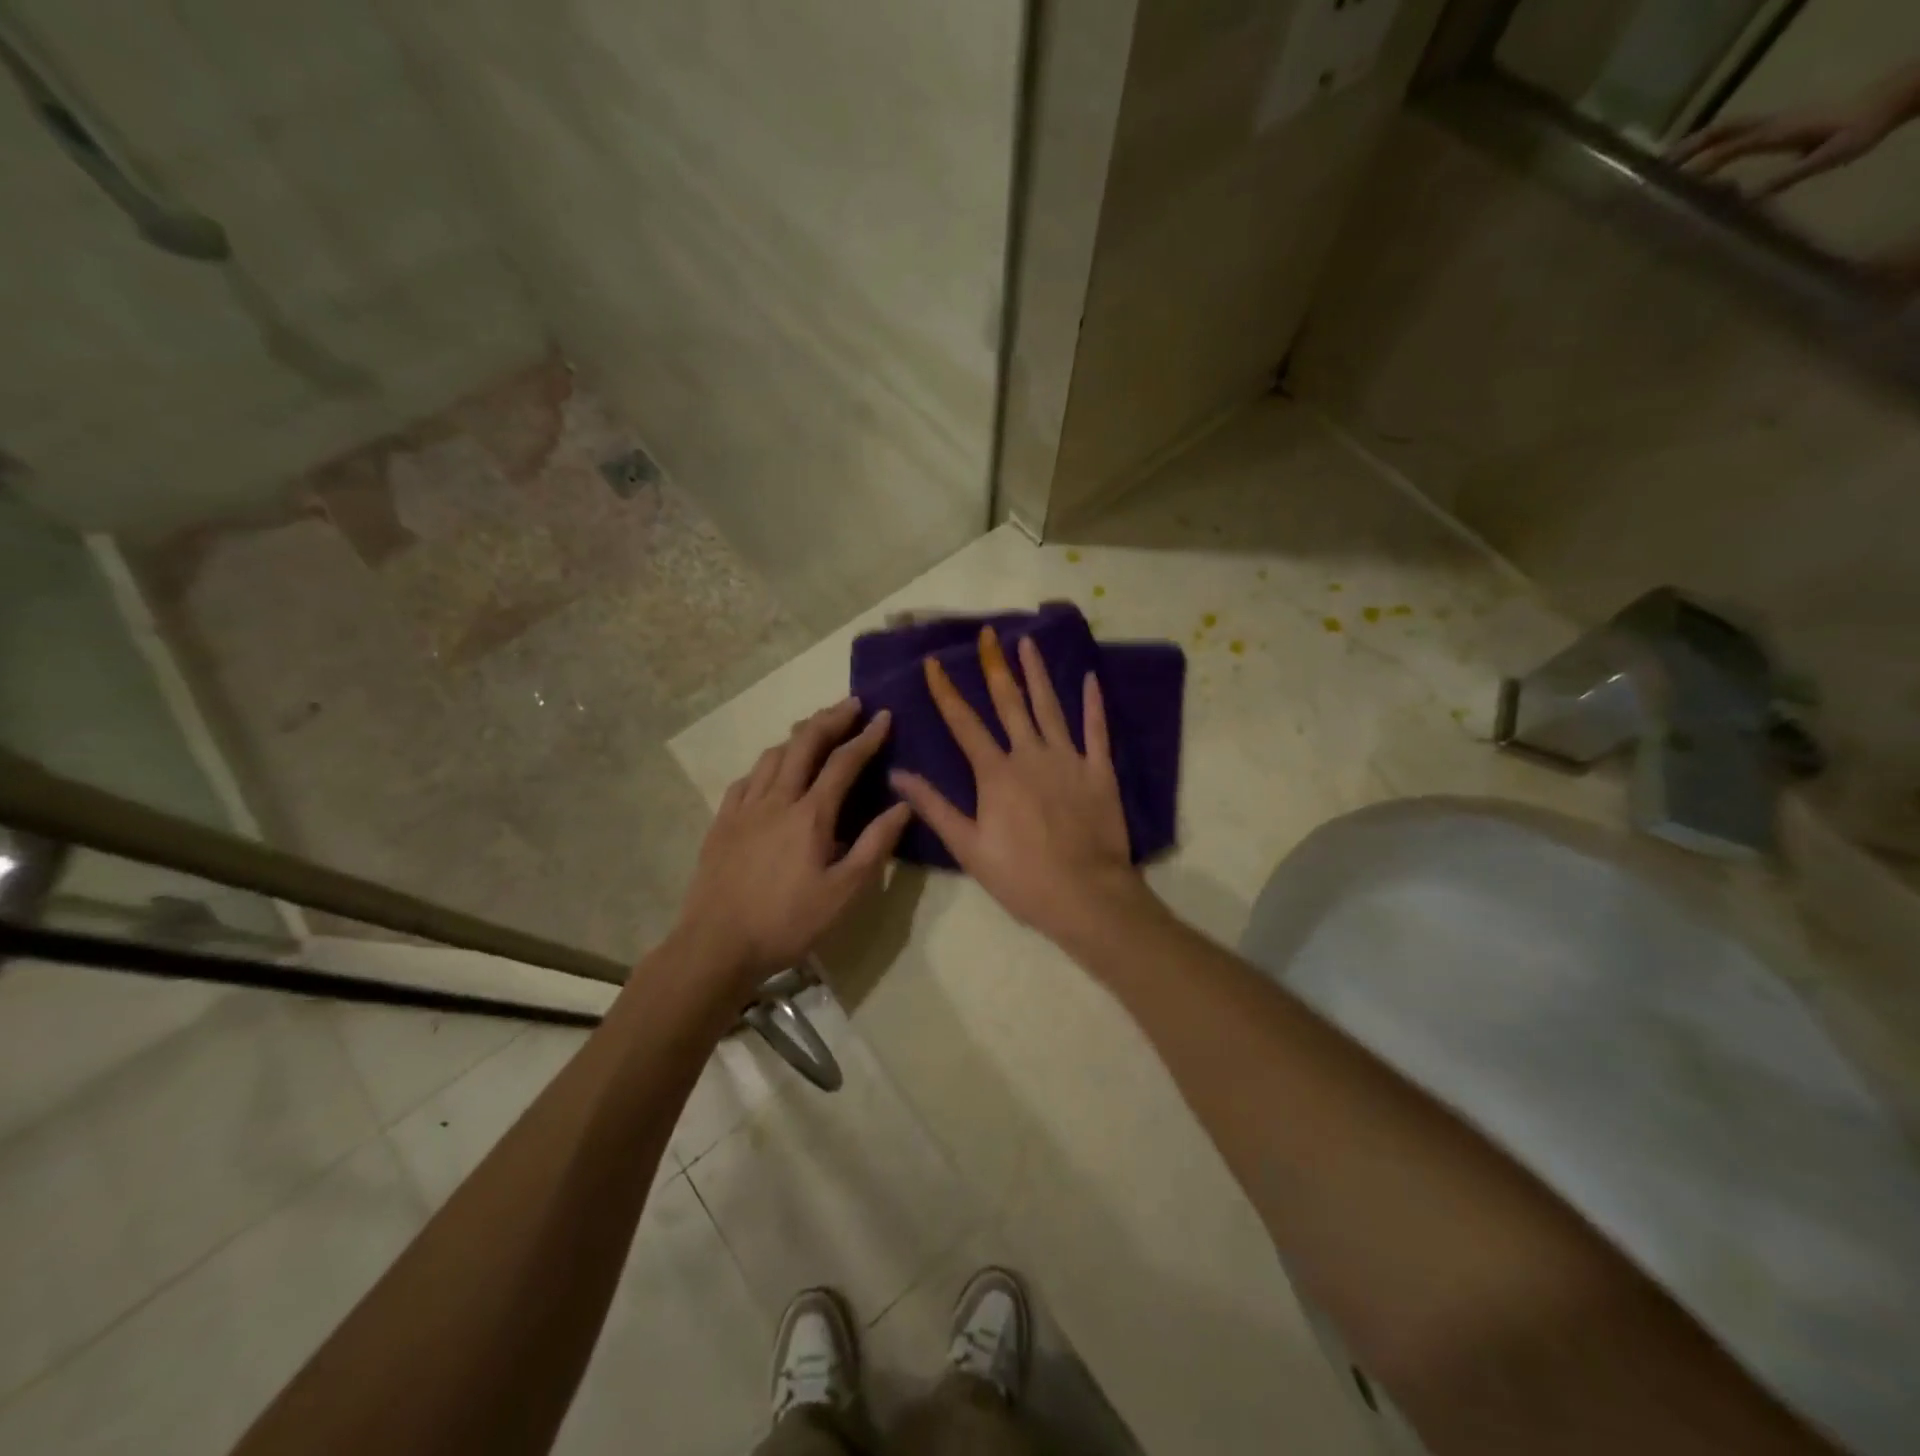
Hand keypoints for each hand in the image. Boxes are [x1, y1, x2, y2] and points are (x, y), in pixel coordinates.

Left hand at [675, 698, 911, 991]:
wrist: (717, 945)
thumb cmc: (788, 922)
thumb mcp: (844, 892)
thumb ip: (875, 845)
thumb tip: (903, 805)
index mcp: (810, 815)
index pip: (844, 762)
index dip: (867, 736)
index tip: (884, 716)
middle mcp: (776, 799)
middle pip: (804, 744)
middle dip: (831, 719)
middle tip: (851, 704)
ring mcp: (744, 808)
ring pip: (772, 755)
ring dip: (798, 735)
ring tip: (815, 729)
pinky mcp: (722, 823)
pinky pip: (746, 779)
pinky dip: (766, 764)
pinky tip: (770, 771)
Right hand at [888, 626, 1147, 943]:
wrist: (1085, 894)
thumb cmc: (1020, 876)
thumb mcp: (968, 847)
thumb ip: (934, 807)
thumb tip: (898, 774)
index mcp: (996, 773)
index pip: (964, 722)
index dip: (946, 691)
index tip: (934, 662)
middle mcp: (1030, 754)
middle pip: (1009, 702)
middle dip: (994, 666)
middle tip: (987, 634)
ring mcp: (1068, 759)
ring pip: (1050, 707)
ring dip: (1037, 673)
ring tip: (1027, 643)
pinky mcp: (1099, 770)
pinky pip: (1096, 730)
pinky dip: (1093, 704)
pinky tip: (1090, 678)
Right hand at [1669, 99, 1904, 198]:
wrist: (1887, 101)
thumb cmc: (1859, 131)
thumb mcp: (1827, 158)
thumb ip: (1787, 177)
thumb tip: (1744, 200)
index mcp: (1775, 133)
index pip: (1726, 151)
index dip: (1696, 170)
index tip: (1670, 190)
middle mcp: (1768, 123)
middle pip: (1720, 130)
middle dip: (1686, 149)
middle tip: (1654, 171)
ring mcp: (1772, 121)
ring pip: (1724, 128)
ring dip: (1694, 143)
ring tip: (1667, 165)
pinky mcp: (1775, 124)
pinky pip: (1734, 131)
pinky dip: (1710, 142)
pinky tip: (1701, 158)